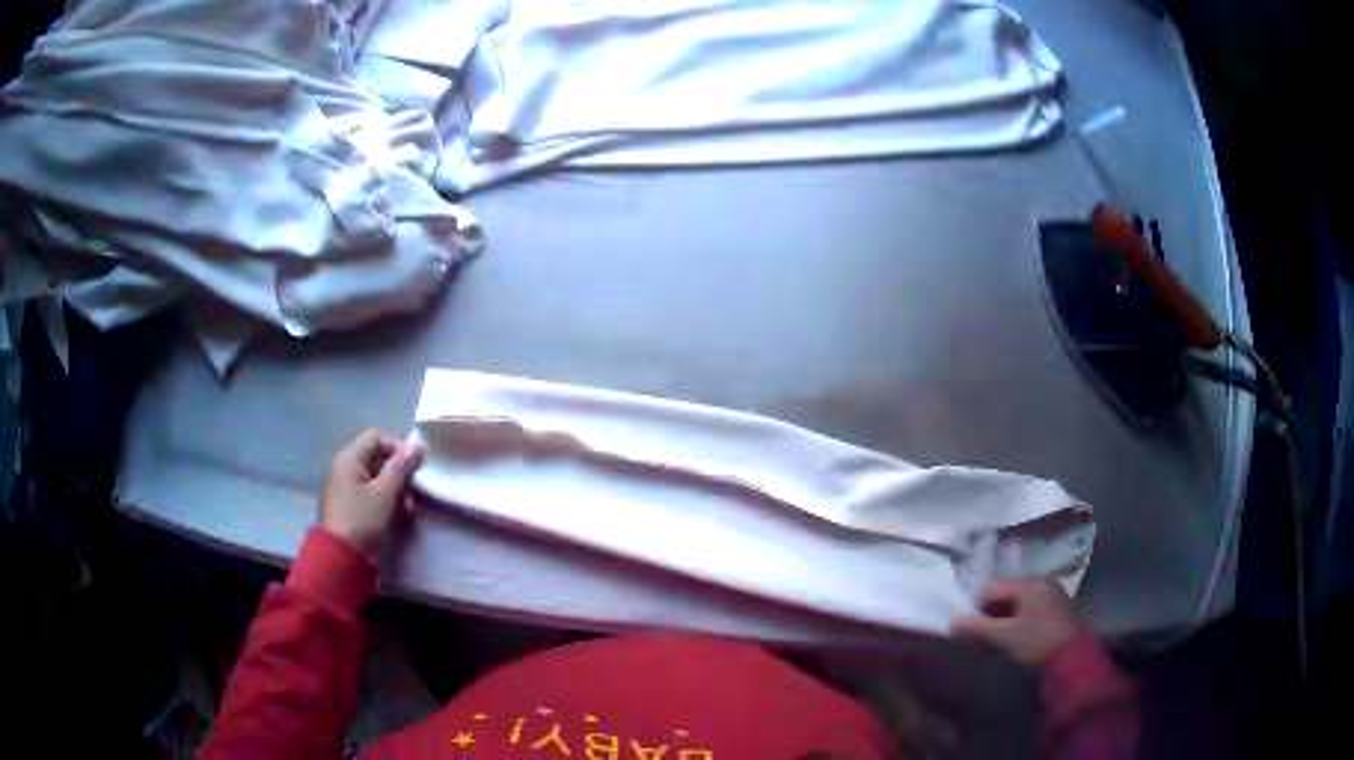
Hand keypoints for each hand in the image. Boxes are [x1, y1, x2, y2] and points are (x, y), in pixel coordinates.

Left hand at [318, 430, 423, 553]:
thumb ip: (401, 468)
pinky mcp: (348, 504)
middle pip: (377, 457)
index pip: (376, 437)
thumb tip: (416, 446)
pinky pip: (369, 492)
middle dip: (399, 473)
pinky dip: (385, 499)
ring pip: (376, 477)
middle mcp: (344, 467)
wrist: (339, 555)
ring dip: (396, 489)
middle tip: (415, 491)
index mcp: (349, 458)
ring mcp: (345, 486)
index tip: (414, 466)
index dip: (397, 447)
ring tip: (410, 508)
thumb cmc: (361, 518)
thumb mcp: (385, 493)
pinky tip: (398, 514)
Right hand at [951, 577, 1081, 666]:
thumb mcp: (1003, 637)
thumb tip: (953, 620)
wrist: (1073, 658)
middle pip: (1006, 593)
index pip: (991, 588)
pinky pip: (1032, 609)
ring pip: (1019, 602)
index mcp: (1029, 582)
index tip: (976, 631)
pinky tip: (1021, 639)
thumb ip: (977, 628)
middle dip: (993, 614)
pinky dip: (1022, 621)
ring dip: (1007, 619)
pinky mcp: (1059, 608)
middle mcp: (1042, 581)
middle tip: (989, 638)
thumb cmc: (1036, 642)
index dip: (978, 609)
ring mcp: (1053, 593)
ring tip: (1004, 641)